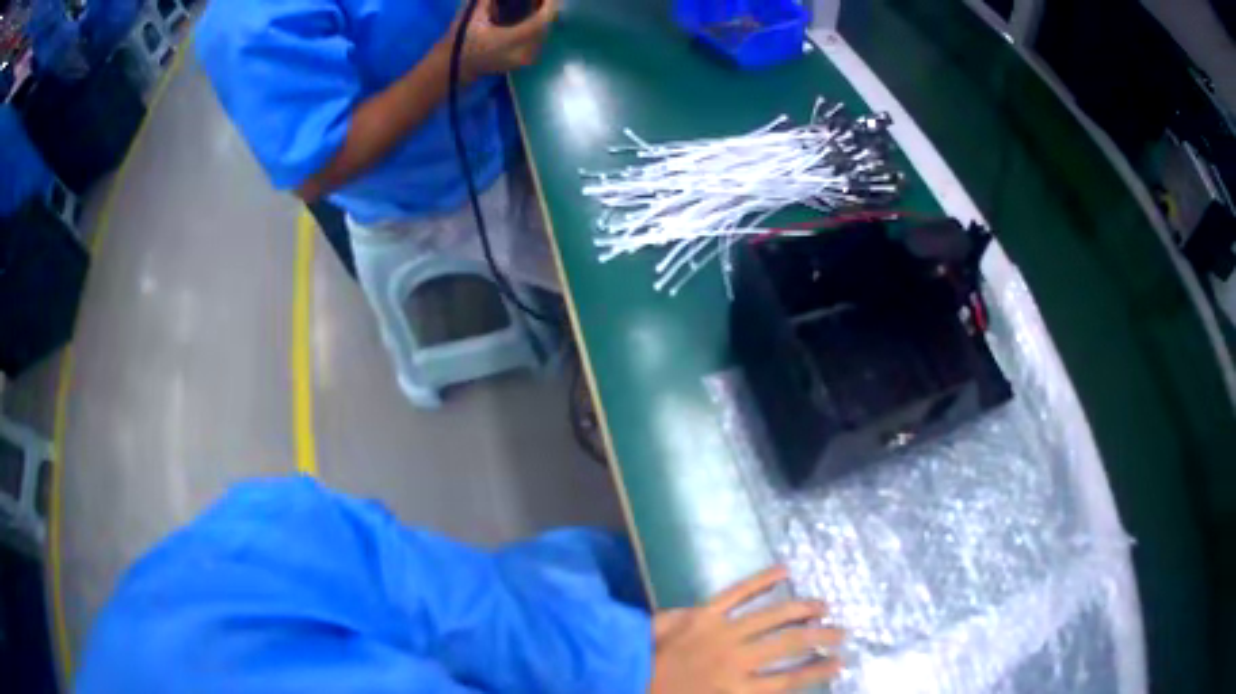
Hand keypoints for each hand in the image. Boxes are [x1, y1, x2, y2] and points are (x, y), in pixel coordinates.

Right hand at [449, 0, 559, 80]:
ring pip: (544, 34)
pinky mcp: (522, 62)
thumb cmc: (459, 41)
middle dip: (546, 9)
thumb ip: (488, 0)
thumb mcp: (472, 16)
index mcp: (511, 41)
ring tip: (536, 5)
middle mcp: (523, 53)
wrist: (452, 68)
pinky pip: (538, 41)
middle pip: (546, 26)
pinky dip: (538, 27)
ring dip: (543, 18)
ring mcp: (524, 60)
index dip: (549, 5)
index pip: (542, 20)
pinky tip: (530, 17)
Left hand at [649, 566, 843, 693]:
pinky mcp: (703, 613)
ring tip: (824, 607)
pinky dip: (761, 580)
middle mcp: (738, 660)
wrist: (618, 675)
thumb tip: (769, 686)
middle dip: (821, 637)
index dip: (818, 671)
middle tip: (842, 632)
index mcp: (737, 689)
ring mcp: (722, 633)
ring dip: (802, 610)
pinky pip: (737, 593)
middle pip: (790, 645)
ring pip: (773, 617)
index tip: (841, 662)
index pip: (790, 680)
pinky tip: (784, 570)